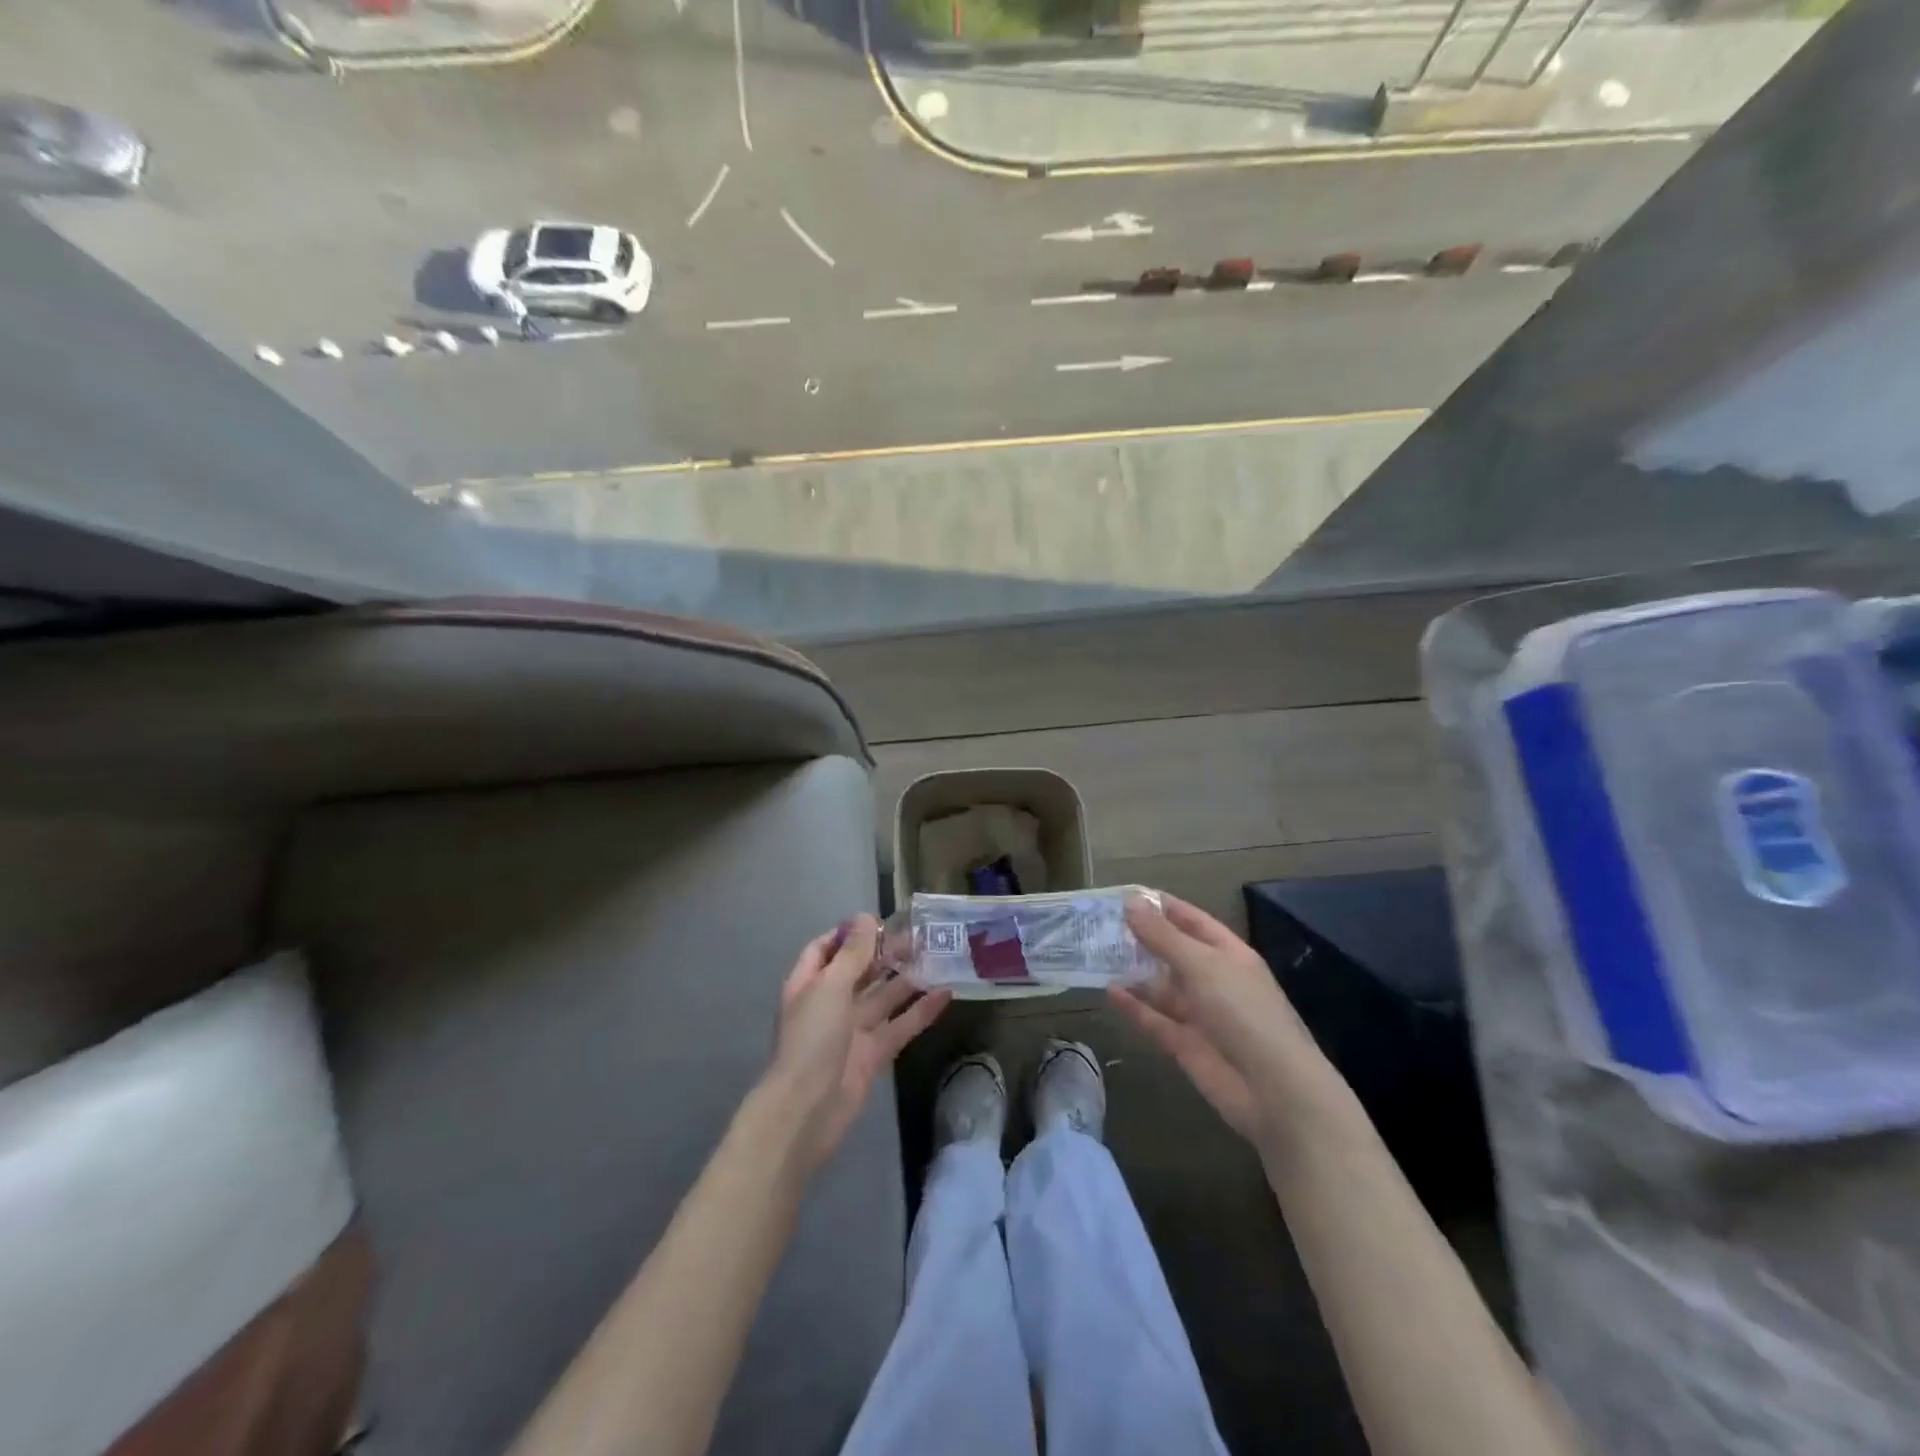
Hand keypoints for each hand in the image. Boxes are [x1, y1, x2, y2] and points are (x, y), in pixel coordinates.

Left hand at [765, 914, 950, 1174]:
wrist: (807, 1110)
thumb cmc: (812, 1039)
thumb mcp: (830, 987)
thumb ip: (852, 953)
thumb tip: (865, 917)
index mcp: (809, 984)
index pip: (825, 949)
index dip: (849, 934)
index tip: (880, 922)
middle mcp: (830, 1003)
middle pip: (859, 971)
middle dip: (885, 953)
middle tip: (920, 936)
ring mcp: (852, 1031)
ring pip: (884, 998)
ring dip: (907, 979)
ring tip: (938, 957)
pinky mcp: (874, 1055)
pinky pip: (900, 1026)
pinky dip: (921, 1011)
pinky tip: (946, 993)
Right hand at [1112, 894, 1333, 1156]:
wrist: (1273, 1090)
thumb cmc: (1243, 1012)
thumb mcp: (1202, 965)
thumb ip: (1163, 936)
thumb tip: (1131, 902)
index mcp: (1228, 954)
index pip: (1192, 921)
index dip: (1162, 907)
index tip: (1124, 894)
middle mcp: (1213, 980)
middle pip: (1173, 953)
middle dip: (1141, 938)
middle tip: (1099, 924)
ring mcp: (1200, 1014)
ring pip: (1161, 987)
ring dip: (1134, 972)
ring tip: (1096, 955)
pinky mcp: (1185, 1045)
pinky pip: (1155, 1019)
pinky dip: (1134, 1007)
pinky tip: (1109, 991)